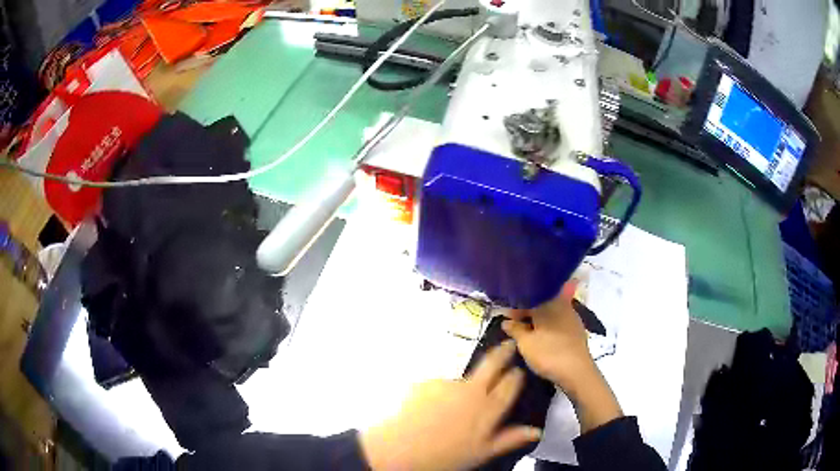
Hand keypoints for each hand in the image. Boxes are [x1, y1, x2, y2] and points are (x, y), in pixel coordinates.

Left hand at [359, 341, 541, 469]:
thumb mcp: (481, 452)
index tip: (519, 370)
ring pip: (462, 379)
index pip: (511, 384)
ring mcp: (447, 384)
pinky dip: (439, 394)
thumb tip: (535, 431)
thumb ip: (509, 439)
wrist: (400, 450)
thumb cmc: (445, 456)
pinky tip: (430, 409)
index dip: (516, 375)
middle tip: (509, 344)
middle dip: (503, 352)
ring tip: (450, 409)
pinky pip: (439, 386)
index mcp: (489, 408)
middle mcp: (471, 390)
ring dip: (463, 387)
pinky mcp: (426, 382)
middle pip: (492, 365)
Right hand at [501, 282, 621, 432]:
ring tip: (527, 334)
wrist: (577, 371)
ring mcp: (572, 317)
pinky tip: (543, 339)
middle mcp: (562, 305)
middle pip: (541, 304)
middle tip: (515, 327)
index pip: (527, 299)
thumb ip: (514, 329)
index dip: (514, 308)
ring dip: (538, 321)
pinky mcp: (577, 330)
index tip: (505, 319)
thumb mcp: (525, 343)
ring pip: (551, 314)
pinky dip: (549, 328)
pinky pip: (559, 323)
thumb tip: (506, 321)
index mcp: (549, 302)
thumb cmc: (548, 353)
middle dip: (527, 314)